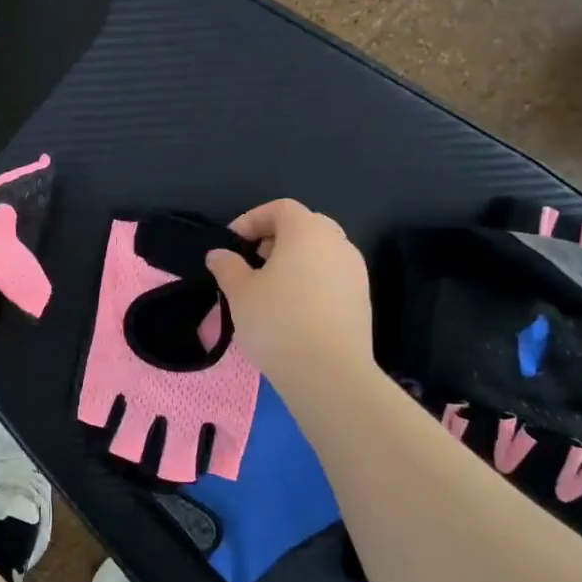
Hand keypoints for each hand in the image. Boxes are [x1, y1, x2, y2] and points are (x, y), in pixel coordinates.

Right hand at [205, 199, 377, 400]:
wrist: (329, 372)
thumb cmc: (277, 321)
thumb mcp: (240, 293)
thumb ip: (227, 266)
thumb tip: (219, 254)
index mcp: (307, 231)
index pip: (279, 208)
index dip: (252, 220)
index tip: (232, 244)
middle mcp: (337, 243)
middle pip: (304, 226)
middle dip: (275, 239)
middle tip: (251, 263)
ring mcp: (355, 271)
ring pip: (320, 252)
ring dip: (294, 261)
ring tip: (269, 289)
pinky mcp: (362, 299)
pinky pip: (332, 276)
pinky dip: (310, 281)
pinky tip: (292, 309)